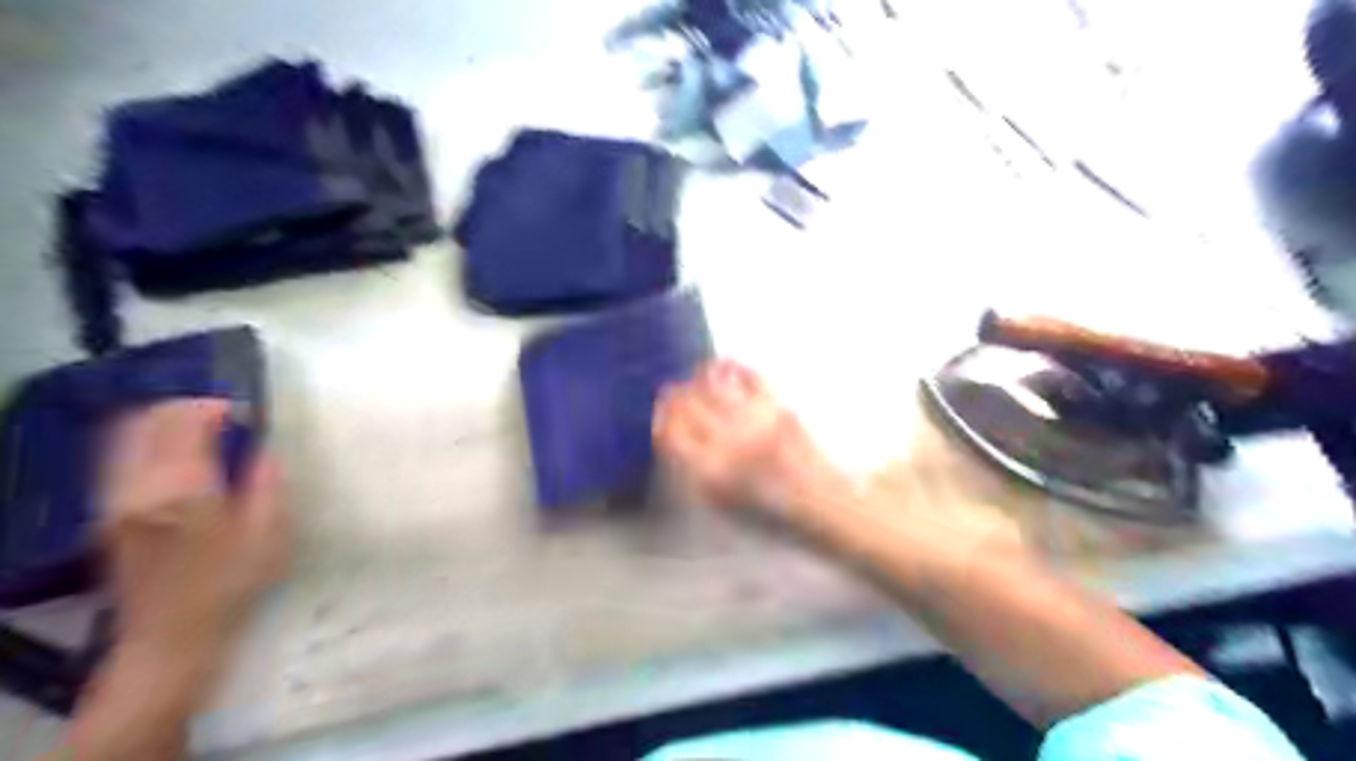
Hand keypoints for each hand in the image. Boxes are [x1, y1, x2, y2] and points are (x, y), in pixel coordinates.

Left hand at [99, 402, 291, 649]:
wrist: (170, 637)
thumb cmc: (231, 585)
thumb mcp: (270, 532)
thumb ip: (268, 483)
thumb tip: (264, 450)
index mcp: (183, 488)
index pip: (185, 421)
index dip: (216, 408)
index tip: (246, 416)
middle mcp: (138, 486)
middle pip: (148, 421)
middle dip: (187, 408)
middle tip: (226, 418)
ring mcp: (114, 499)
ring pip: (127, 435)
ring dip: (165, 423)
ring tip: (205, 434)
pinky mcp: (107, 513)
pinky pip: (121, 457)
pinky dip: (149, 443)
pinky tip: (179, 458)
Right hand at [652, 360, 849, 524]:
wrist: (822, 504)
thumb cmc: (771, 510)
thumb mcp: (721, 504)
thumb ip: (695, 471)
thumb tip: (675, 436)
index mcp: (709, 475)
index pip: (670, 433)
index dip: (661, 416)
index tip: (661, 410)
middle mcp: (727, 445)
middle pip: (687, 404)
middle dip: (675, 395)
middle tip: (673, 391)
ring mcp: (753, 423)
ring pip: (712, 385)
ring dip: (699, 377)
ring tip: (698, 376)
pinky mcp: (777, 408)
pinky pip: (748, 376)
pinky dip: (733, 367)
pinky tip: (727, 366)